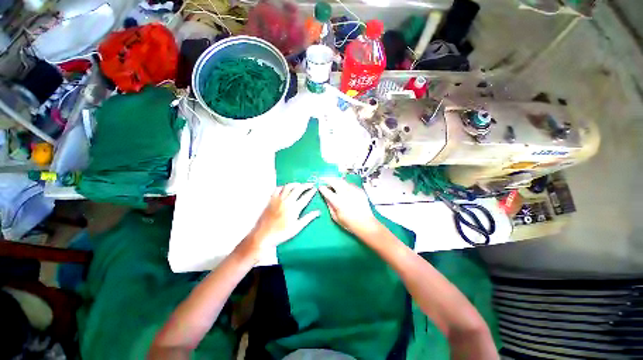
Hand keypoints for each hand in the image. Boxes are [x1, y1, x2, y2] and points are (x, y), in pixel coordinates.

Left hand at [237, 183, 319, 260]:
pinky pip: (278, 188)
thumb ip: (308, 218)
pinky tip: (286, 188)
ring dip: (296, 184)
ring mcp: (278, 199)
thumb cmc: (282, 233)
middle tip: (310, 184)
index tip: (315, 189)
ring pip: (288, 186)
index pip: (306, 197)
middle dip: (306, 185)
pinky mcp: (271, 199)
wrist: (264, 235)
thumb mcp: (297, 227)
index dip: (311, 192)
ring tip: (300, 185)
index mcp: (294, 208)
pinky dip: (283, 186)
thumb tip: (318, 212)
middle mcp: (287, 201)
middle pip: (298, 188)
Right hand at [318, 177, 380, 236]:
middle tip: (327, 183)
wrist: (365, 223)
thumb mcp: (336, 217)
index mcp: (337, 201)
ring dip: (337, 182)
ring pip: (342, 181)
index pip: (326, 190)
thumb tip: (326, 199)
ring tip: (336, 185)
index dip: (322, 188)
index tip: (321, 188)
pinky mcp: (359, 190)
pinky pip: (350, 184)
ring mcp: (353, 190)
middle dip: (328, 180)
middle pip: (334, 181)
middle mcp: (344, 193)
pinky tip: (346, 190)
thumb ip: (330, 206)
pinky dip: (346, 185)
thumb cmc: (350, 223)